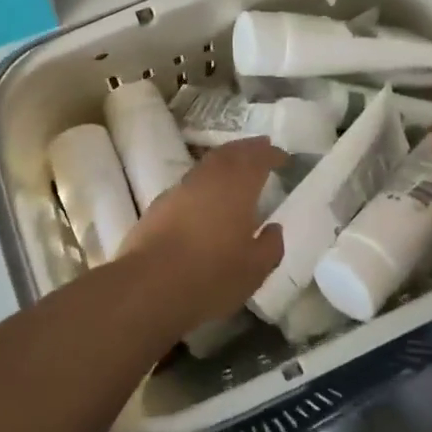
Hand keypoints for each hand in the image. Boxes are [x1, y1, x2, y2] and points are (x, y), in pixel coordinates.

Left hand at [118, 137, 286, 334]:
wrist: (148, 285)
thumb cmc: (211, 276)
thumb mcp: (254, 270)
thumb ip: (270, 246)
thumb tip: (274, 228)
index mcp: (238, 187)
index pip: (258, 159)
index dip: (271, 155)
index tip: (283, 156)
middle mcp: (210, 179)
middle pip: (231, 153)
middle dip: (248, 148)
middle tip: (261, 146)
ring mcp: (181, 189)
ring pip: (208, 163)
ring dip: (225, 159)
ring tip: (236, 164)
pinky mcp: (160, 204)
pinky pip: (190, 181)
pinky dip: (205, 179)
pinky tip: (206, 194)